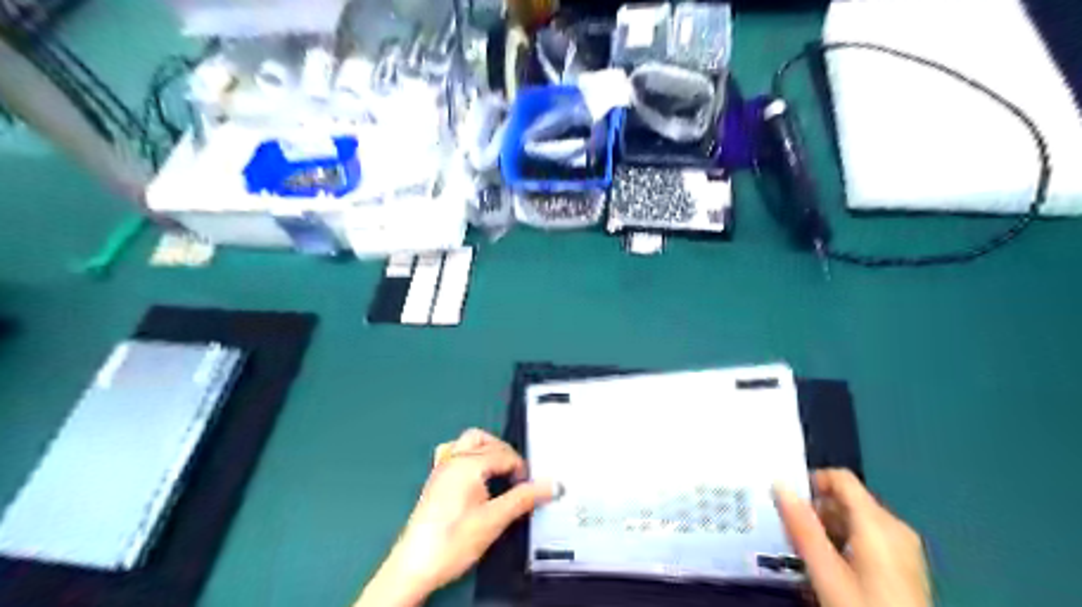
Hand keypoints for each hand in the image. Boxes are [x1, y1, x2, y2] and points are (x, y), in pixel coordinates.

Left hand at [359, 427, 552, 605]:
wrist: (415, 565)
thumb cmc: (454, 540)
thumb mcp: (495, 520)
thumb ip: (524, 498)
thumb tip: (552, 485)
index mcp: (469, 463)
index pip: (505, 454)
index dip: (522, 470)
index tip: (529, 489)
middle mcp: (454, 458)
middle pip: (488, 442)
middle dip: (506, 455)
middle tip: (517, 478)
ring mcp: (442, 466)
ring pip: (469, 441)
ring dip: (488, 449)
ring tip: (499, 470)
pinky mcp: (435, 478)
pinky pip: (453, 451)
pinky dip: (468, 454)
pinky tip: (473, 472)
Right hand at [773, 470, 935, 606]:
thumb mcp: (826, 571)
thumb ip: (802, 526)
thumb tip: (780, 485)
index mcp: (878, 522)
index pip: (841, 478)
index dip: (810, 482)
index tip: (787, 503)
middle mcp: (895, 527)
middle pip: (847, 500)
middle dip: (815, 511)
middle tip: (792, 536)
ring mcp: (904, 547)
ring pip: (855, 520)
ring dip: (827, 529)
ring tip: (808, 555)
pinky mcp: (905, 565)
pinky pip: (868, 538)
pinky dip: (844, 543)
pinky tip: (832, 569)